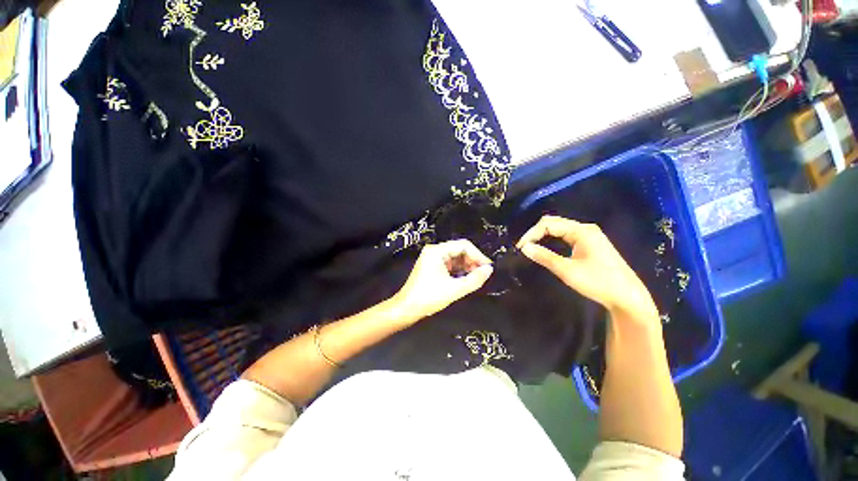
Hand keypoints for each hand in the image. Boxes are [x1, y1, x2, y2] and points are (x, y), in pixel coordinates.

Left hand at [391, 240, 493, 320]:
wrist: (407, 308)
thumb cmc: (429, 297)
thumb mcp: (455, 289)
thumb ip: (474, 279)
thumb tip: (489, 270)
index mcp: (437, 251)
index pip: (463, 245)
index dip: (478, 255)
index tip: (488, 267)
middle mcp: (434, 251)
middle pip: (459, 250)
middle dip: (473, 261)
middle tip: (483, 273)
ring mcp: (432, 258)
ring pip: (455, 258)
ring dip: (467, 266)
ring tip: (477, 277)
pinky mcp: (432, 267)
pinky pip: (450, 264)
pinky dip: (459, 270)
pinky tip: (466, 279)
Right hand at [517, 216, 657, 320]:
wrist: (627, 297)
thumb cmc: (598, 282)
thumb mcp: (567, 270)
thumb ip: (544, 257)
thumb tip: (524, 247)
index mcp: (581, 231)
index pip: (548, 224)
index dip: (531, 234)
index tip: (520, 248)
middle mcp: (585, 228)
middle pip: (554, 222)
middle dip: (536, 232)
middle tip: (524, 247)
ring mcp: (589, 235)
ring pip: (560, 228)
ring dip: (543, 235)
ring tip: (531, 246)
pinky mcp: (590, 243)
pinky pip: (566, 235)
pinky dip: (553, 239)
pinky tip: (547, 246)